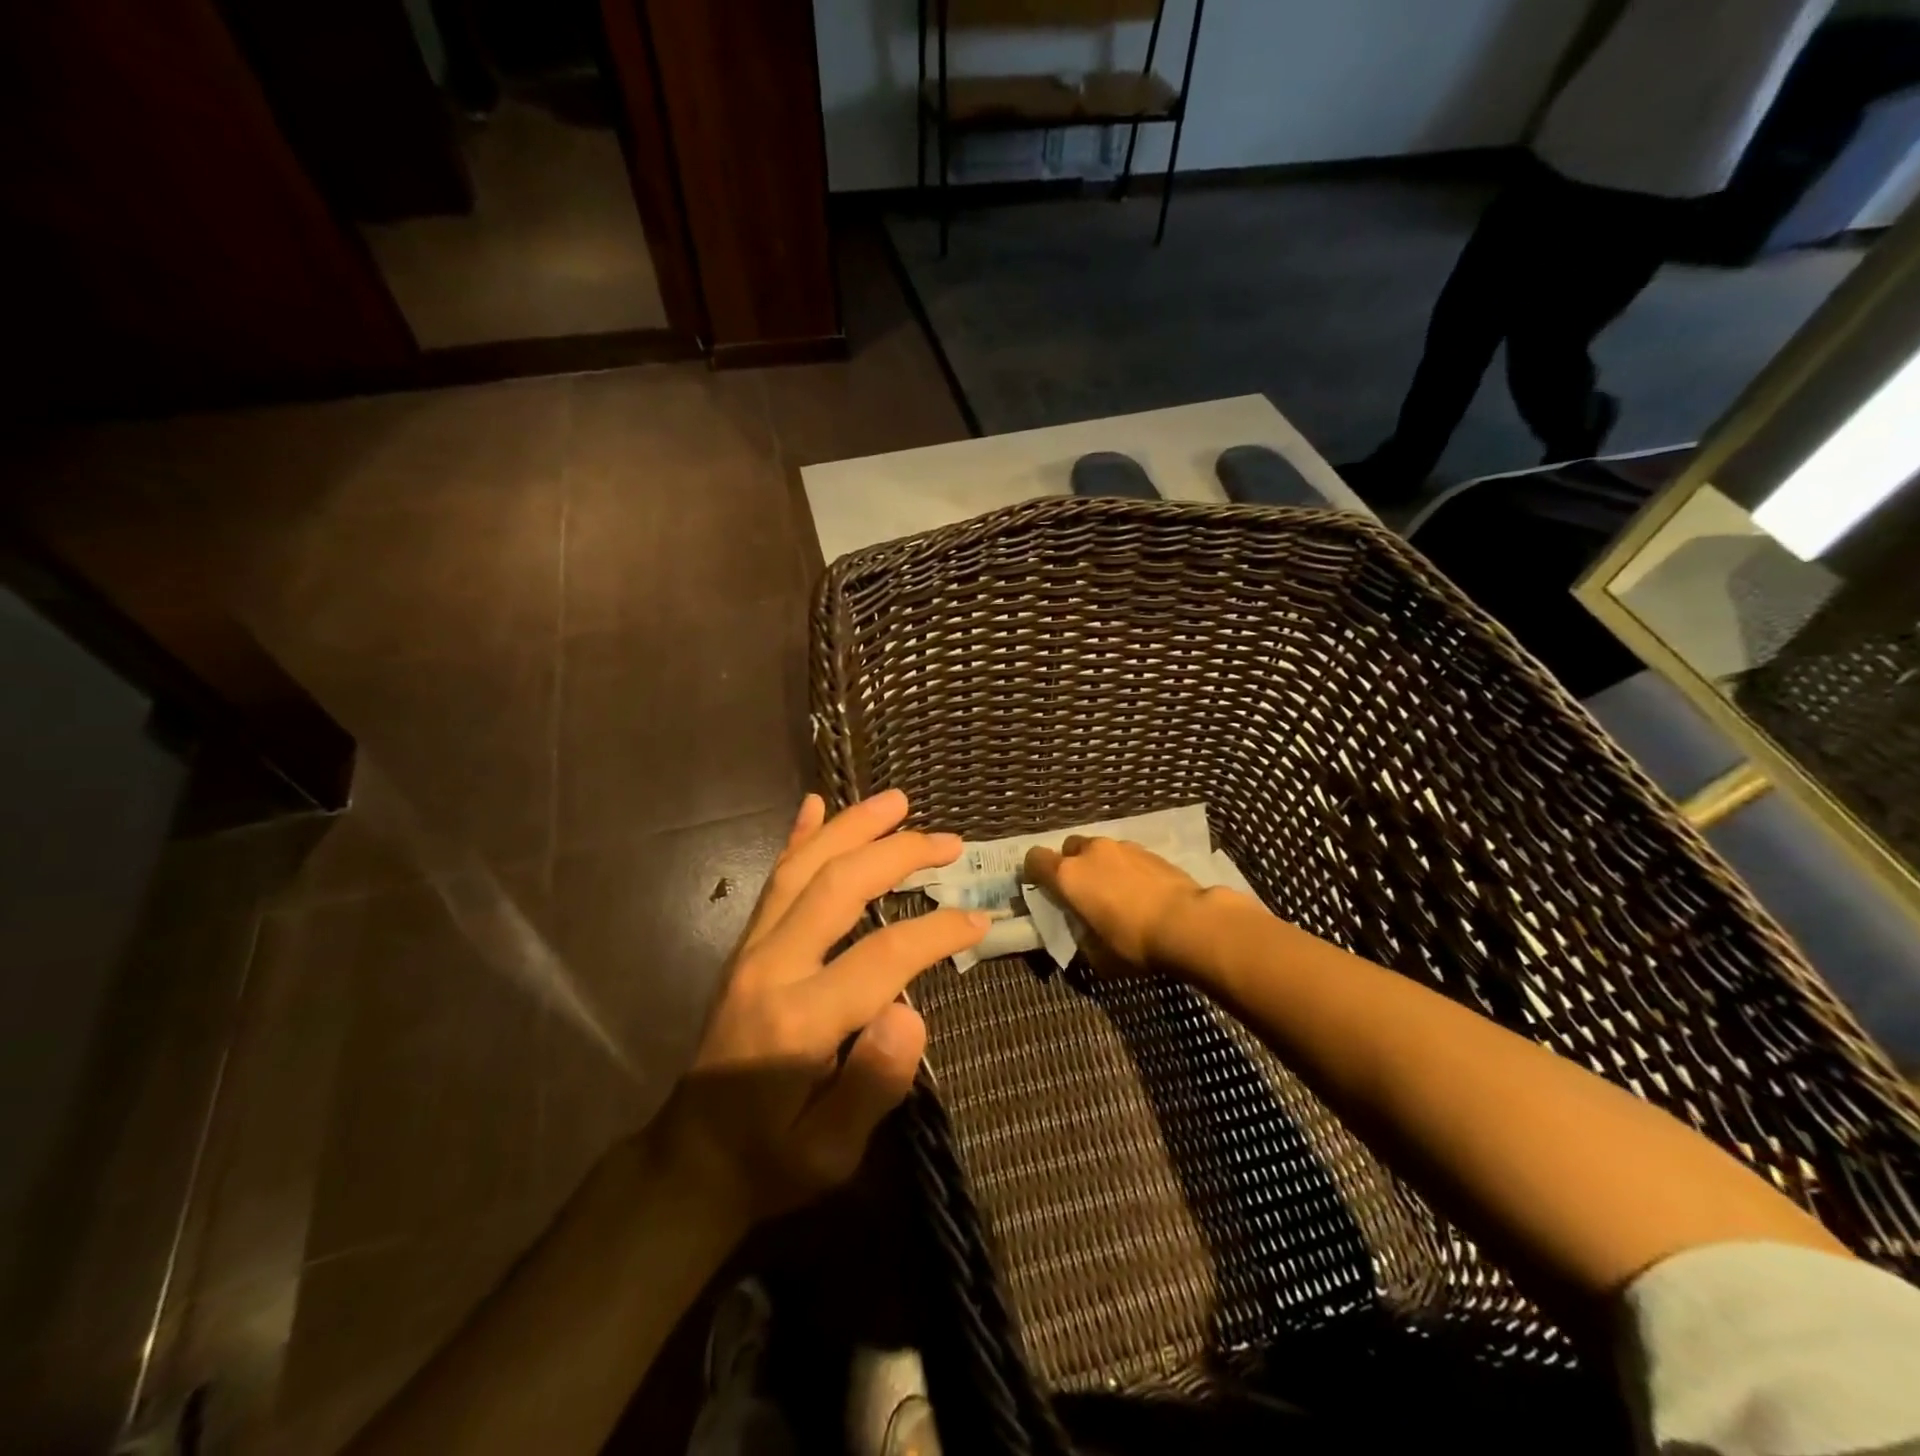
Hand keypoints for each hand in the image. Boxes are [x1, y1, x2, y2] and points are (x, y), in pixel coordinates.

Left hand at [649, 790, 985, 1225]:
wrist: (690, 1162)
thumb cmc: (770, 1161)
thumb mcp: (829, 1154)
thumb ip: (872, 1086)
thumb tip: (911, 1012)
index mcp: (798, 1020)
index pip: (882, 956)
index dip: (936, 931)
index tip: (979, 919)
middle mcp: (770, 967)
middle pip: (837, 886)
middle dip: (898, 855)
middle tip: (948, 841)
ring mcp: (750, 950)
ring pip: (802, 869)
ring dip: (852, 828)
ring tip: (896, 800)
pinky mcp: (744, 947)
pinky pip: (773, 881)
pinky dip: (797, 838)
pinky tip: (814, 806)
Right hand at [1023, 835, 1205, 972]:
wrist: (1188, 923)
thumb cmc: (1133, 943)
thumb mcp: (1097, 954)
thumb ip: (1080, 936)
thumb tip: (1082, 932)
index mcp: (1068, 876)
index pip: (1034, 859)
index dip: (1034, 872)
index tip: (1042, 889)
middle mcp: (1090, 853)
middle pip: (1068, 848)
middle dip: (1071, 865)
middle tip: (1083, 892)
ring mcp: (1122, 847)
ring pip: (1099, 850)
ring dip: (1100, 866)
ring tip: (1115, 892)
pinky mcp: (1149, 851)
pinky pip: (1126, 855)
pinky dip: (1126, 869)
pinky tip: (1141, 892)